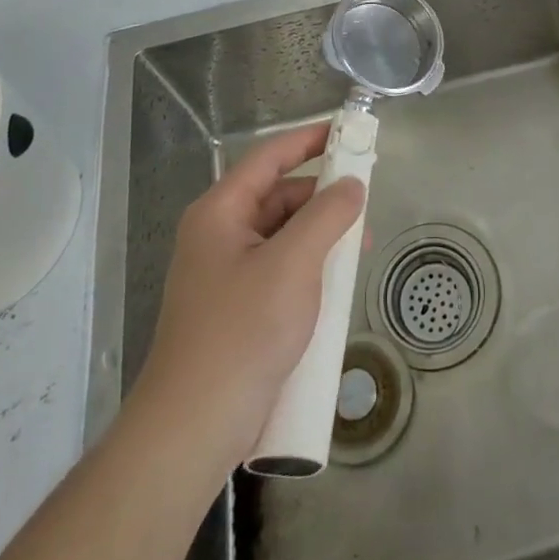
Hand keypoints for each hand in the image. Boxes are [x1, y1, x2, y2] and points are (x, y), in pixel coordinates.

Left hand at [131, 122, 364, 470]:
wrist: (193, 429)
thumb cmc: (242, 332)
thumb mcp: (293, 264)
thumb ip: (327, 215)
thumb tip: (353, 184)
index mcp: (220, 212)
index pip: (269, 157)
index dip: (308, 139)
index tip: (347, 131)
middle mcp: (218, 234)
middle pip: (278, 196)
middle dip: (322, 196)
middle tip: (365, 204)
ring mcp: (225, 274)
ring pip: (282, 235)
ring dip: (320, 235)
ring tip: (358, 251)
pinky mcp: (236, 308)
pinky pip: (279, 269)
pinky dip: (309, 266)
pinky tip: (335, 284)